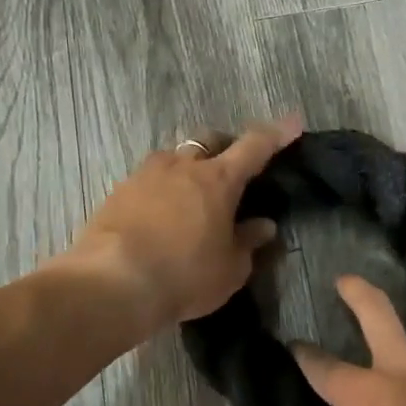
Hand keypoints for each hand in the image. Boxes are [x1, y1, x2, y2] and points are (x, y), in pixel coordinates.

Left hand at [65, 116, 302, 328]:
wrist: (112, 283)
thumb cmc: (184, 275)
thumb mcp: (229, 269)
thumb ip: (248, 242)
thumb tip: (263, 226)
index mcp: (219, 179)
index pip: (255, 146)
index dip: (277, 133)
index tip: (293, 122)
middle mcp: (183, 165)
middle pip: (209, 140)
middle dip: (224, 147)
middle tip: (231, 169)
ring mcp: (146, 174)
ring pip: (174, 156)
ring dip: (188, 167)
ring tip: (191, 195)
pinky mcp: (118, 191)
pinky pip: (148, 179)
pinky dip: (161, 189)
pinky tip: (160, 214)